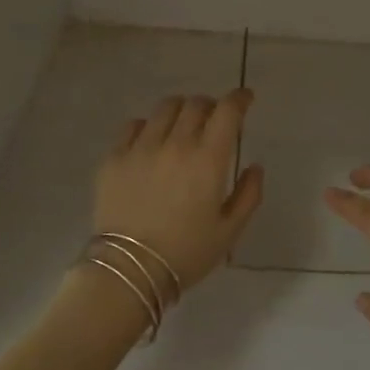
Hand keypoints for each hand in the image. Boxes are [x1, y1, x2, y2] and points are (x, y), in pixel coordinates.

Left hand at [93, 88, 263, 291]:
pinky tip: (151, 140)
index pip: (227, 111)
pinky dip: (149, 125)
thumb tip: (255, 166)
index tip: (245, 99)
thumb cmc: (186, 254)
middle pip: (196, 104)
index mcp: (207, 160)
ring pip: (165, 108)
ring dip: (181, 110)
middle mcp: (175, 144)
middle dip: (210, 106)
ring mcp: (141, 148)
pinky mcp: (114, 157)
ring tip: (182, 124)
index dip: (239, 99)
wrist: (128, 271)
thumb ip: (248, 194)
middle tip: (214, 118)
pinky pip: (133, 125)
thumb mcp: (229, 231)